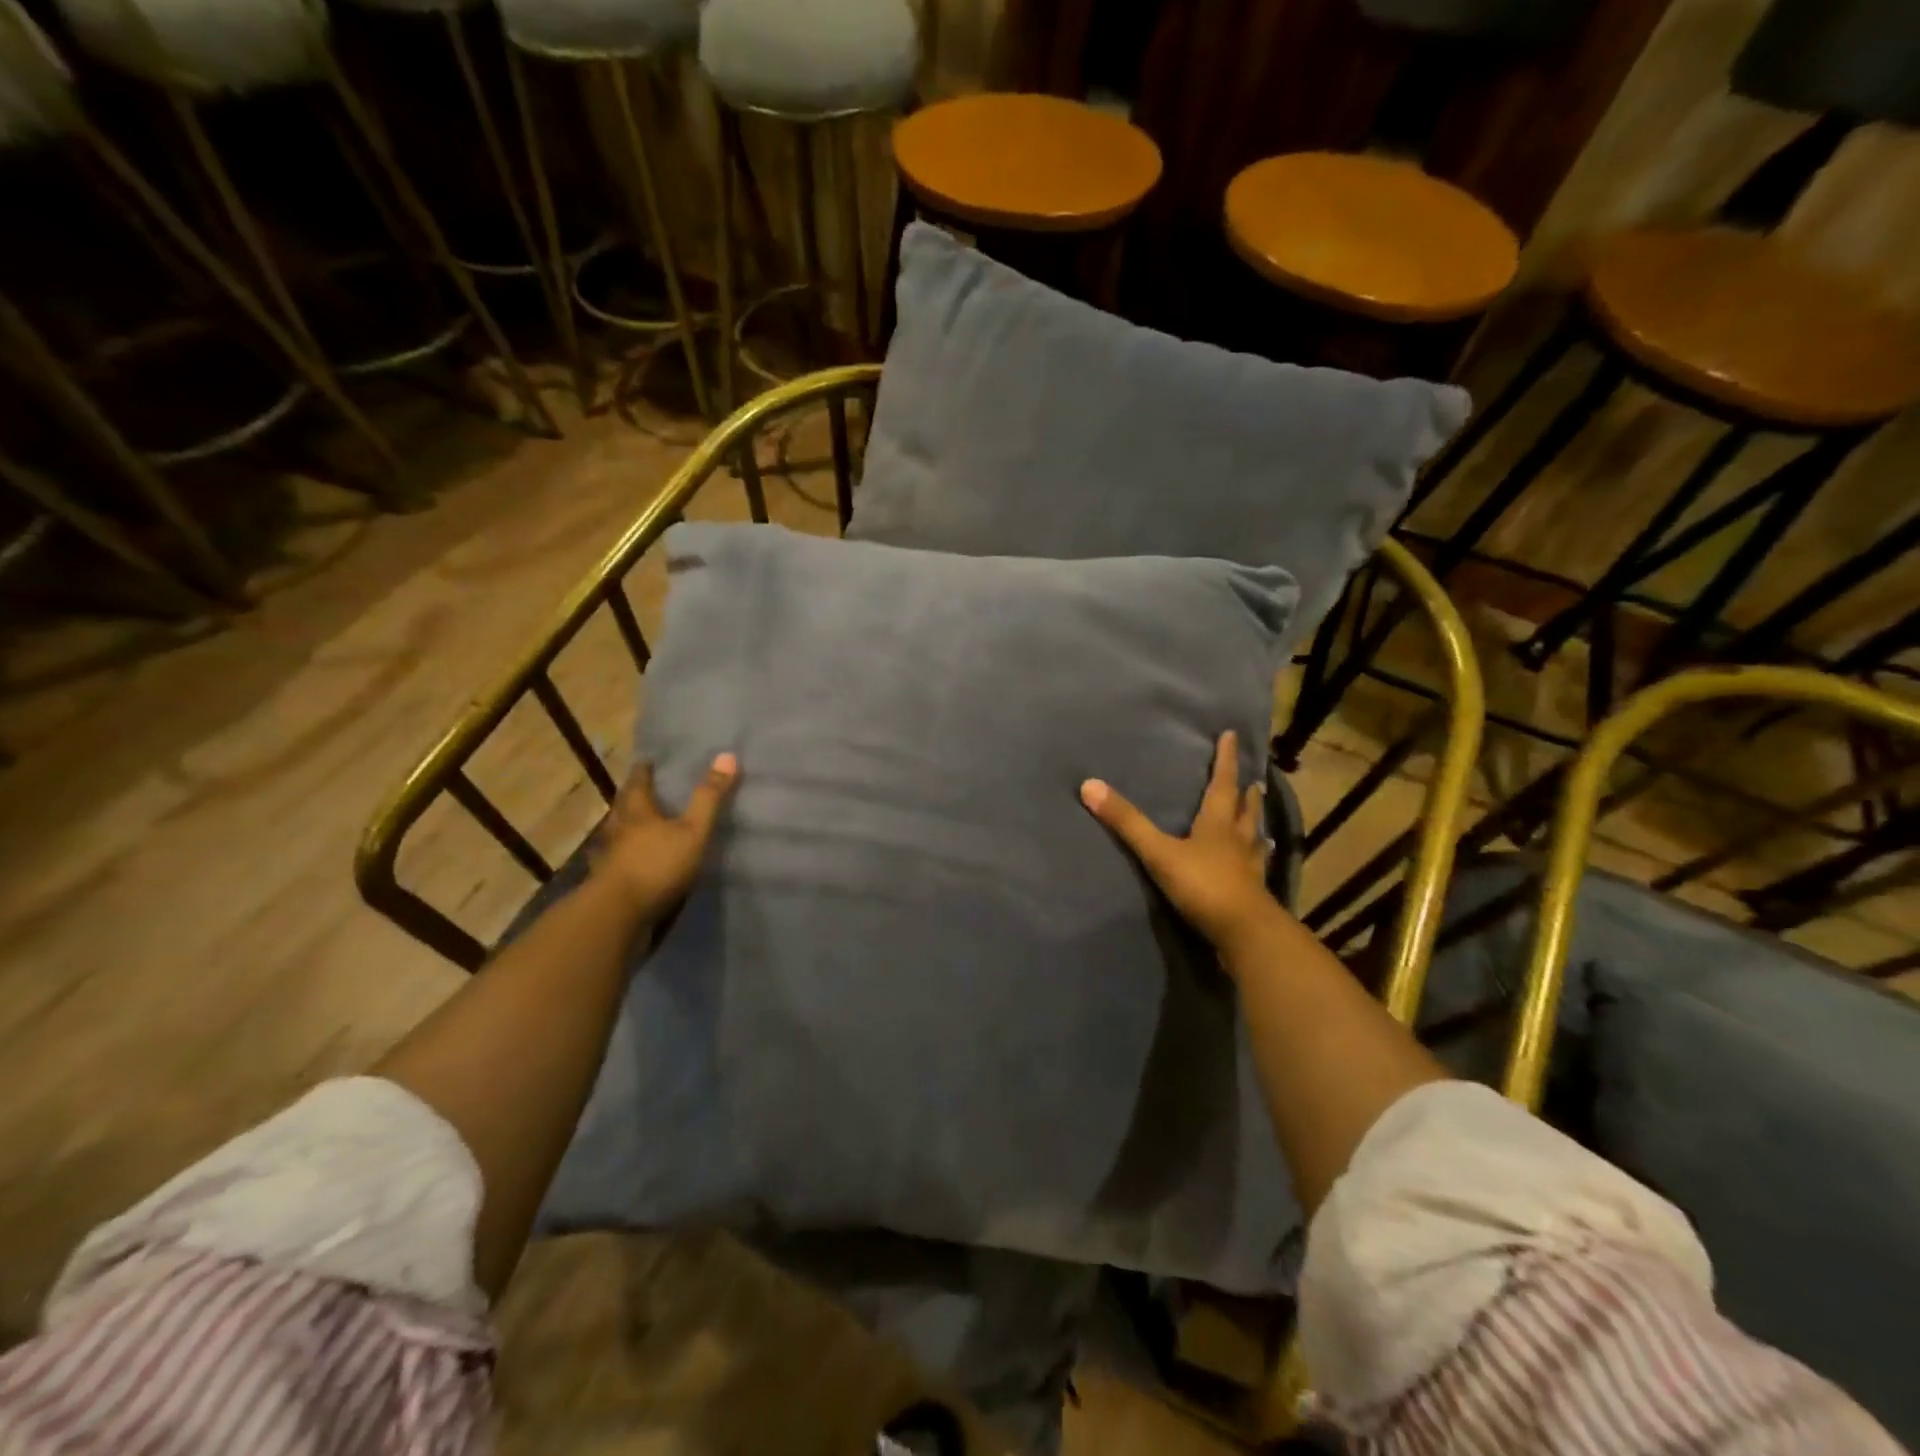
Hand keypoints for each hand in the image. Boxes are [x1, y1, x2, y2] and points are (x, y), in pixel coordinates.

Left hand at [590, 754, 738, 920]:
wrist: (618, 915)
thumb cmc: (657, 865)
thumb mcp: (693, 830)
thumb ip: (709, 798)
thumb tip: (728, 755)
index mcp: (637, 812)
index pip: (638, 783)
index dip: (643, 771)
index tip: (647, 762)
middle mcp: (618, 830)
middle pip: (623, 807)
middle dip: (631, 796)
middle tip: (642, 788)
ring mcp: (609, 858)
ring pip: (615, 834)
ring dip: (624, 827)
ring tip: (637, 824)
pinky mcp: (607, 883)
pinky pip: (614, 862)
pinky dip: (622, 857)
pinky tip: (629, 862)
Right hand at [1081, 730, 1276, 955]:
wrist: (1243, 932)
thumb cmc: (1203, 885)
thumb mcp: (1158, 852)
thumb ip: (1127, 822)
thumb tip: (1089, 785)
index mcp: (1218, 823)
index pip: (1222, 784)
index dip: (1225, 760)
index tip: (1231, 735)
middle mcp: (1238, 839)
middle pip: (1245, 809)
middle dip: (1246, 792)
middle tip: (1254, 780)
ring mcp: (1249, 867)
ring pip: (1253, 837)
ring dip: (1254, 822)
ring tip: (1259, 817)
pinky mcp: (1253, 892)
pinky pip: (1256, 867)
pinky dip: (1256, 858)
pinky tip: (1258, 862)